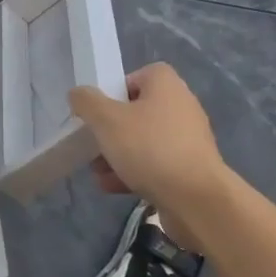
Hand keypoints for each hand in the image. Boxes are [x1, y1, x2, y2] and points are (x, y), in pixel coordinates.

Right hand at [69, 63, 229, 246]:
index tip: (99, 110)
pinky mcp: (191, 169)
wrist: (197, 200)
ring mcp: (188, 140)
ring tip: (99, 173)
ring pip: (144, 141)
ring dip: (119, 155)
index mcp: (167, 85)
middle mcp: (182, 107)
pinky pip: (157, 164)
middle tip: (94, 145)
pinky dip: (135, 173)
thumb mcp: (107, 120)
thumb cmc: (150, 148)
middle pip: (137, 112)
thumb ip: (87, 102)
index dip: (115, 90)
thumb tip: (78, 94)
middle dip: (111, 131)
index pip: (138, 75)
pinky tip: (114, 188)